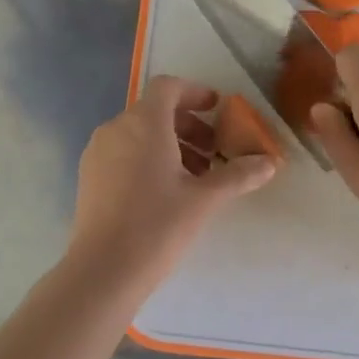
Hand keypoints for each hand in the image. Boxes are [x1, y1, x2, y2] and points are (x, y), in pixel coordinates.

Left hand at [64, 76, 277, 303]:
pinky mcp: (89, 176)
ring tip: (194, 177)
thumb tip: (269, 162)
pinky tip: (165, 192)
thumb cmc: (158, 225)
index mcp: (144, 123)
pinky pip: (123, 152)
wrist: (103, 271)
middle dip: (188, 126)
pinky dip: (147, 158)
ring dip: (170, 144)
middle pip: (155, 111)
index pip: (168, 87)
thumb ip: (238, 175)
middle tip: (213, 153)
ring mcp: (97, 152)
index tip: (217, 109)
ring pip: (138, 133)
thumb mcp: (205, 199)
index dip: (195, 93)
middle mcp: (116, 129)